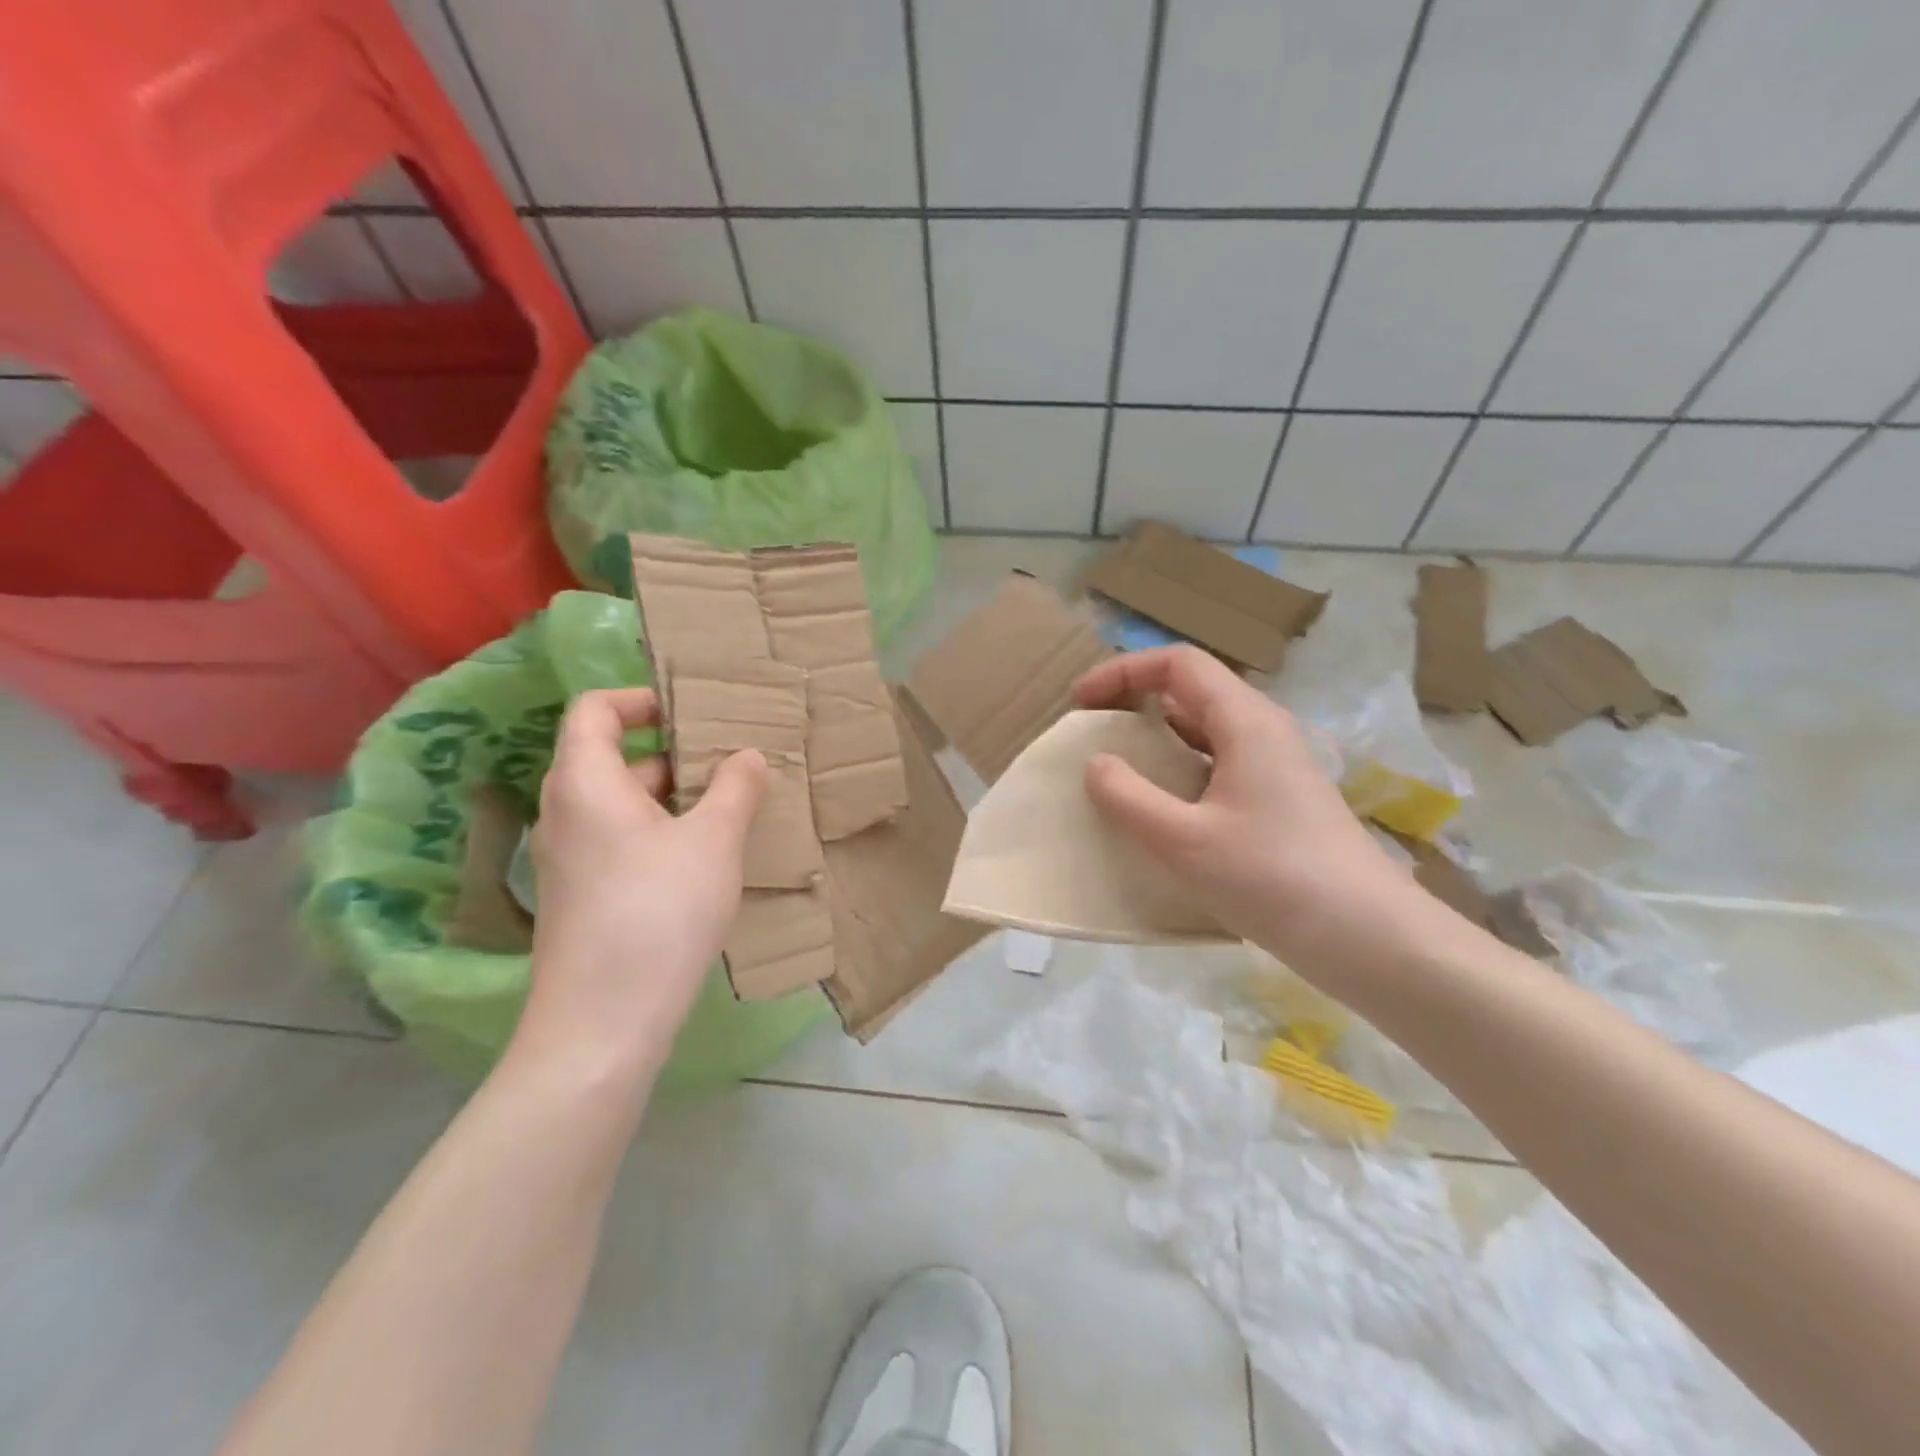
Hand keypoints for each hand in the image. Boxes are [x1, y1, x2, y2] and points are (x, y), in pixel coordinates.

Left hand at [516, 688, 765, 1078]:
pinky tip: (707, 857)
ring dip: (674, 797)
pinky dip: (661, 833)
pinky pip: (621, 841)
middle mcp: (566, 812)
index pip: (595, 710)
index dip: (640, 699)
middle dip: (674, 752)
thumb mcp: (713, 841)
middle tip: (730, 760)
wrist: (604, 1022)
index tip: (691, 711)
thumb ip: (735, 789)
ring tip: (731, 806)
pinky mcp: (582, 896)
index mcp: (586, 782)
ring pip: (622, 805)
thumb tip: (748, 756)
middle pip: (612, 757)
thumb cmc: (659, 911)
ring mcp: (570, 858)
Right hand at [1074, 647, 1429, 980]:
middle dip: (1135, 704)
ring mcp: (1275, 767)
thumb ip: (1128, 797)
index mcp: (1245, 721)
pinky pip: (1218, 767)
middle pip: (1192, 692)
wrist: (1369, 938)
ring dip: (1156, 742)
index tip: (1082, 704)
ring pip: (1204, 732)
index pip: (1178, 664)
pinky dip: (1179, 773)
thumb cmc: (1273, 878)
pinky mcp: (1280, 801)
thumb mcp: (1183, 841)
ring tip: (1117, 775)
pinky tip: (1161, 813)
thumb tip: (1097, 764)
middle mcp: (1263, 731)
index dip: (1123, 672)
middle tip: (1094, 737)